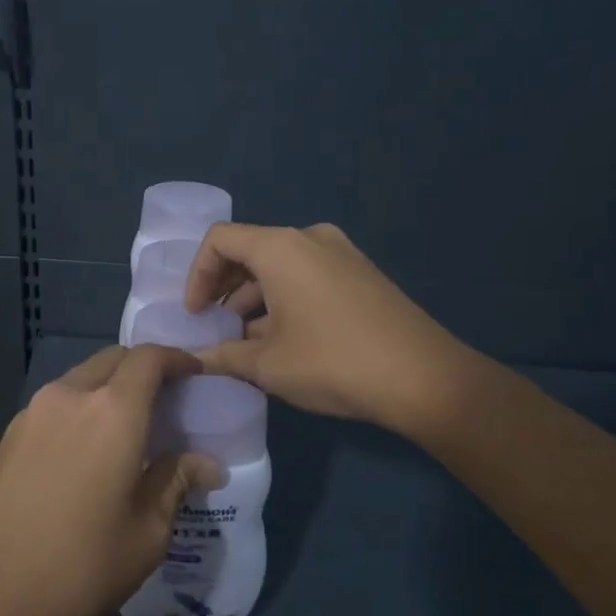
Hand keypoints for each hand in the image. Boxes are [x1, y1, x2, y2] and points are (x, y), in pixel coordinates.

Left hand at [0, 344, 222, 615]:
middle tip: (165, 401)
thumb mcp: (147, 532)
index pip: (148, 358)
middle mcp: (70, 396)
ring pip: (81, 379)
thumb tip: (208, 465)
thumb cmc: (81, 566)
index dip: (176, 358)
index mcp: (113, 412)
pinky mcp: (9, 434)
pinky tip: (86, 450)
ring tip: (126, 428)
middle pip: (112, 359)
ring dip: (108, 388)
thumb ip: (176, 482)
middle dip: (142, 368)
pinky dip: (80, 408)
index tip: (195, 373)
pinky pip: (56, 403)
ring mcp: (33, 412)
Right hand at [184, 222, 468, 434]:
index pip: (219, 240)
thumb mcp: (268, 365)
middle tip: (214, 325)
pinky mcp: (360, 273)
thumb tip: (191, 360)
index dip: (197, 275)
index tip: (195, 314)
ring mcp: (341, 253)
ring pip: (280, 264)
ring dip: (254, 296)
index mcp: (280, 248)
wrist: (424, 378)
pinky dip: (284, 297)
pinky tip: (283, 338)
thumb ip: (222, 357)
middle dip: (224, 287)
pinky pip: (307, 273)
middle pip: (250, 249)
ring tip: (246, 340)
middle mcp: (310, 238)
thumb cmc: (333, 362)